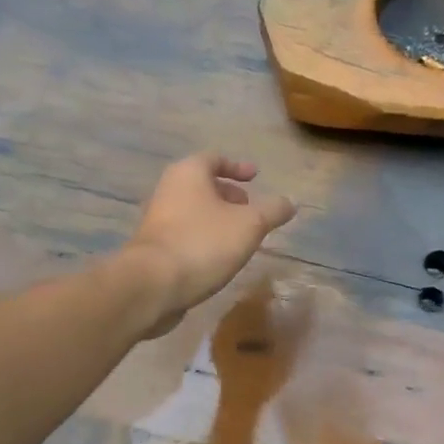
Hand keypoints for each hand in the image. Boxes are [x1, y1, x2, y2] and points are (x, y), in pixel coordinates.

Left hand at [124, 153, 296, 337]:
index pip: (214, 158)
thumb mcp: (250, 225)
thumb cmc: (204, 243)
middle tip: (250, 208)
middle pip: (202, 184)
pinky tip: (220, 256)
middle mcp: (168, 190)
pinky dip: (206, 237)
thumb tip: (290, 203)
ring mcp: (158, 220)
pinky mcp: (155, 247)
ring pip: (194, 210)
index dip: (237, 167)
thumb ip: (273, 211)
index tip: (255, 177)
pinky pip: (186, 233)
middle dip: (229, 194)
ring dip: (218, 218)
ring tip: (241, 236)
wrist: (153, 285)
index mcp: (188, 174)